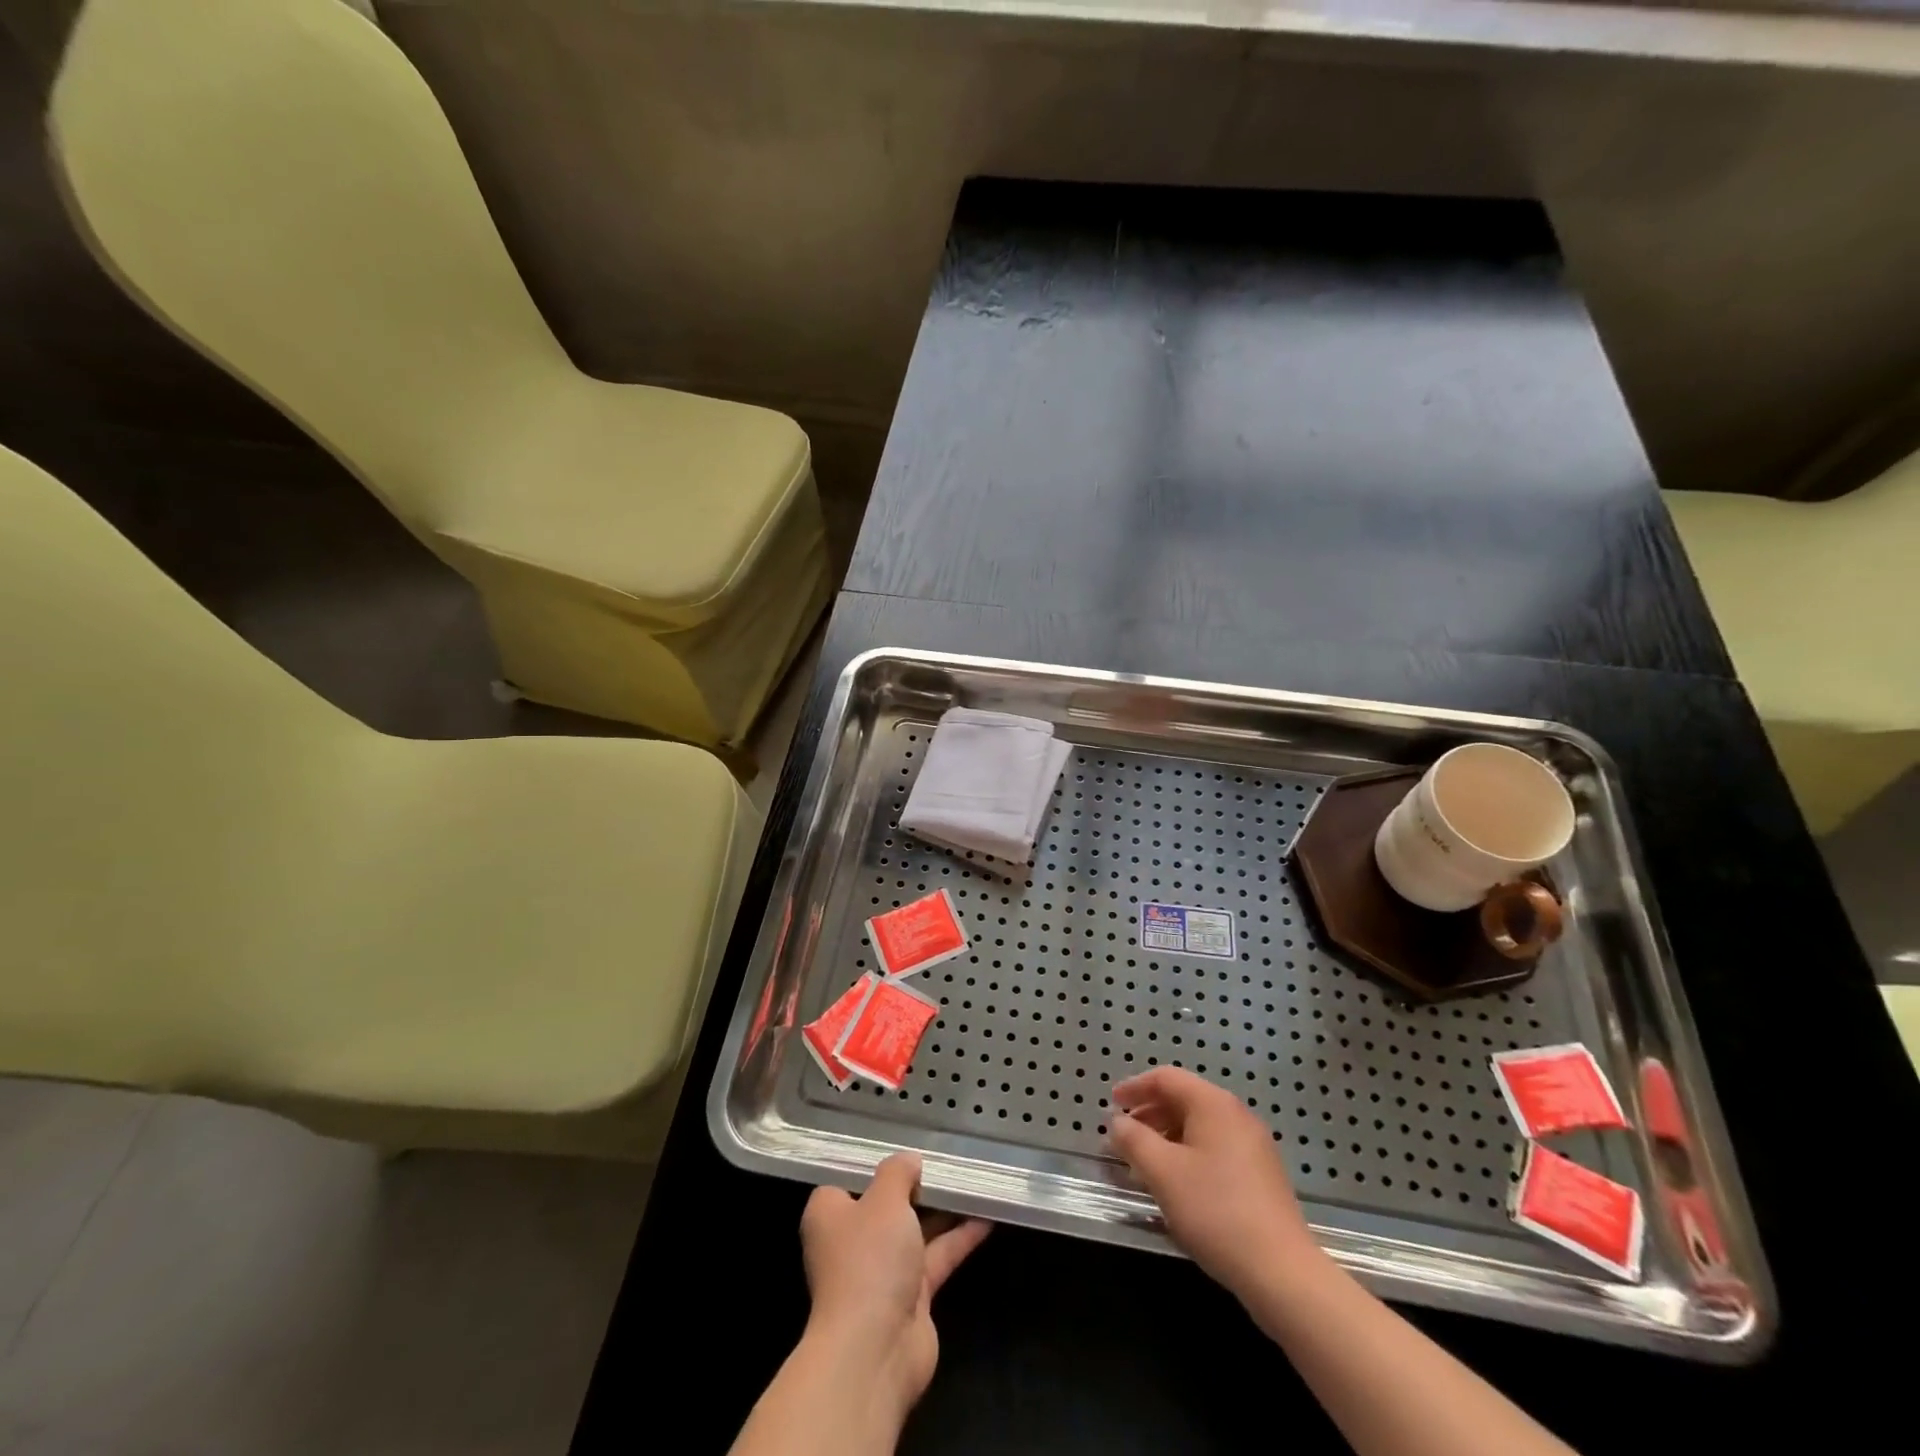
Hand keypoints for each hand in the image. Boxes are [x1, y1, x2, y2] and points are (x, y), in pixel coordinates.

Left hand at [798, 1153, 990, 1423]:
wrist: (876, 1350)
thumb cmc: (869, 1260)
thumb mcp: (884, 1199)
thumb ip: (898, 1172)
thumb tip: (910, 1160)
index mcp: (830, 1213)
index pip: (850, 1177)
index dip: (877, 1161)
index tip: (905, 1143)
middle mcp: (852, 1240)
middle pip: (887, 1202)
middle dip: (916, 1183)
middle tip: (948, 1157)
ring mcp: (882, 1270)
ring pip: (916, 1229)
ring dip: (943, 1209)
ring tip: (974, 1180)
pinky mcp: (911, 1295)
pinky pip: (936, 1256)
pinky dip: (959, 1237)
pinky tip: (987, 1216)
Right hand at [1109, 1066, 1327, 1303]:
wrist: (1282, 1273)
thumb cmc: (1215, 1210)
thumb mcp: (1162, 1172)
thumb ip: (1133, 1140)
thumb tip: (1118, 1122)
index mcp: (1214, 1104)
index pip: (1166, 1078)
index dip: (1134, 1087)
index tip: (1111, 1104)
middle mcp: (1236, 1115)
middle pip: (1184, 1099)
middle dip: (1149, 1114)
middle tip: (1123, 1136)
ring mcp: (1254, 1146)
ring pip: (1199, 1127)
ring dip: (1167, 1137)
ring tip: (1144, 1163)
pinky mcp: (1261, 1176)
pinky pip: (1215, 1149)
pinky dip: (1188, 1155)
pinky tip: (1177, 1184)